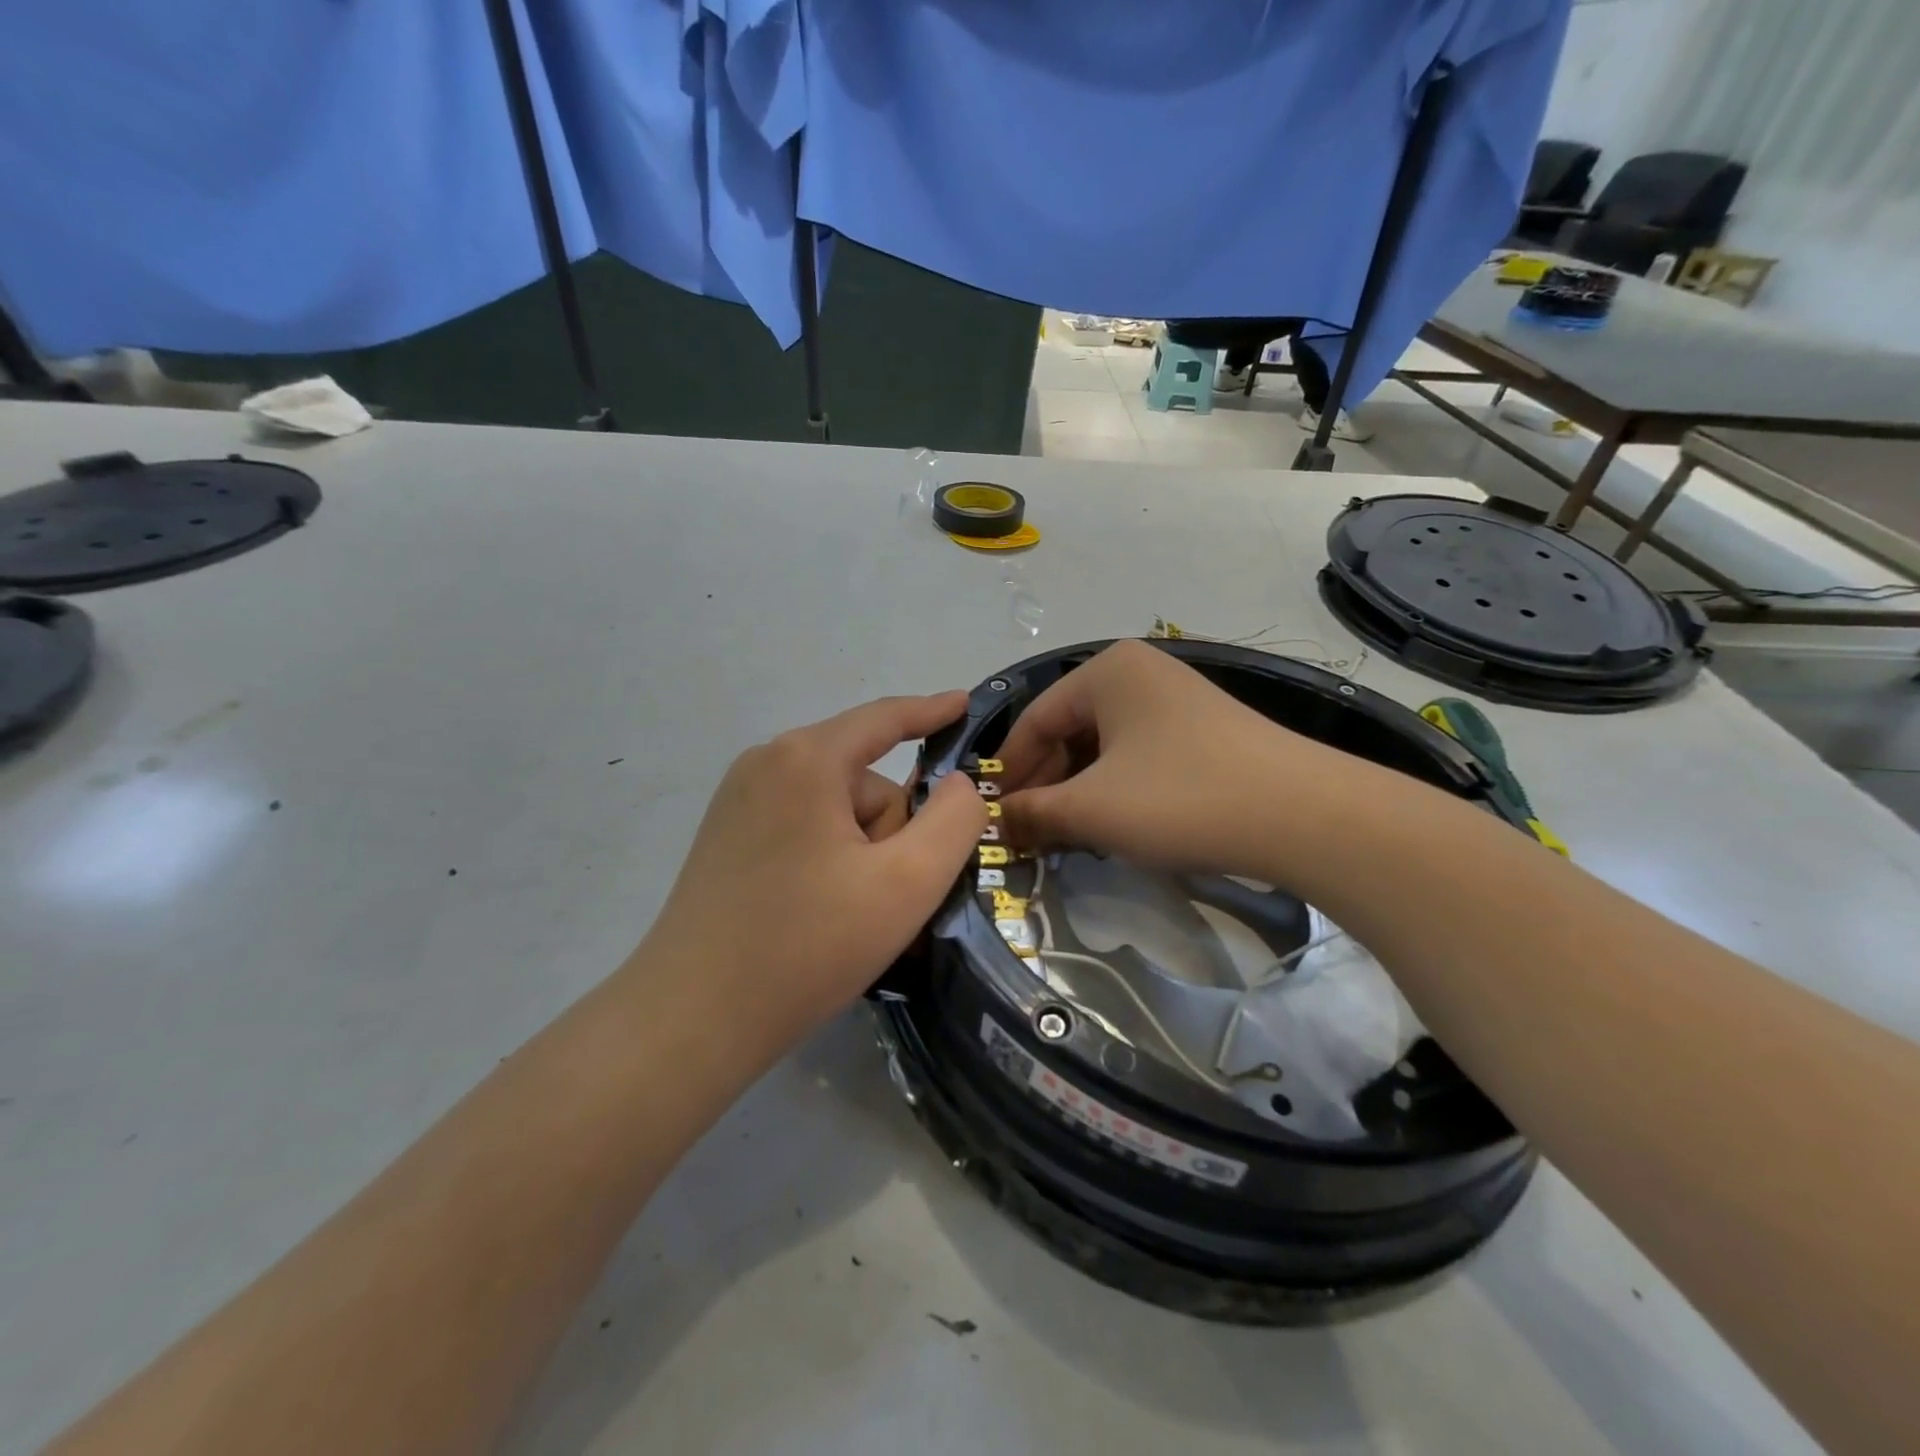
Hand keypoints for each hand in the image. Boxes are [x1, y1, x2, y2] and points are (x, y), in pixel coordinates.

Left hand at [641, 693, 986, 1046]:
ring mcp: (738, 802)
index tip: (966, 704)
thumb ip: (954, 821)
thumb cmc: (807, 945)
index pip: (884, 718)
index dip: (931, 711)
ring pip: (835, 809)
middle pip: (863, 780)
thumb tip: (957, 785)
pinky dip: (831, 859)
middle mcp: (766, 764)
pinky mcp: (726, 838)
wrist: (692, 1019)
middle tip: (888, 896)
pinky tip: (820, 913)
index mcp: (806, 759)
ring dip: (862, 852)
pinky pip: (804, 828)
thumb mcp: (906, 882)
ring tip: (850, 916)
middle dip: (891, 830)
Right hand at [998, 640, 1338, 876]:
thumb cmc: (1181, 797)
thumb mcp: (1092, 809)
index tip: (994, 818)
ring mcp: (1176, 701)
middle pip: (1069, 731)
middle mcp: (1139, 673)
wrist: (1303, 815)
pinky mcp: (1203, 732)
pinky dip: (1114, 790)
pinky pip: (1138, 756)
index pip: (1034, 720)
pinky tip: (1111, 825)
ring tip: (1066, 837)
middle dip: (1045, 785)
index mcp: (1106, 671)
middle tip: (1029, 835)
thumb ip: (1031, 813)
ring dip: (1078, 792)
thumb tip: (993, 823)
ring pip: (1103, 747)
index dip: (1009, 772)